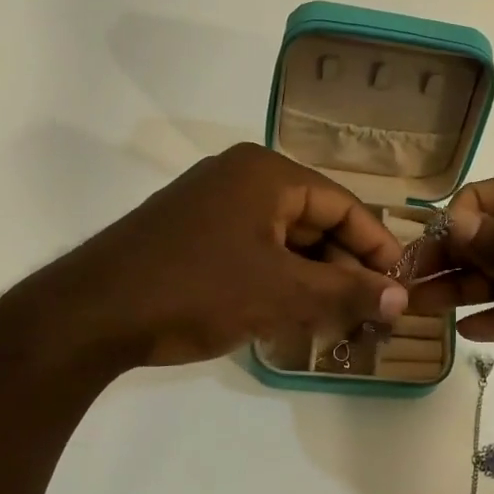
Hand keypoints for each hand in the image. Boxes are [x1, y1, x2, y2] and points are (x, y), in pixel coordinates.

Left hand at [0, 144, 408, 373]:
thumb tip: (403, 298)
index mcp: (267, 173)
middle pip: (314, 220)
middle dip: (346, 268)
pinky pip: (254, 250)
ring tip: (341, 319)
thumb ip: (346, 293)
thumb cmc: (196, 290)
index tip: (402, 286)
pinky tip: (294, 314)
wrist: (90, 314)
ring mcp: (212, 205)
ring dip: (314, 278)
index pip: (343, 204)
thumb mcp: (281, 293)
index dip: (378, 247)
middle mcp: (241, 178)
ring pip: (284, 240)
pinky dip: (280, 280)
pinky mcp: (192, 234)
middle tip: (374, 311)